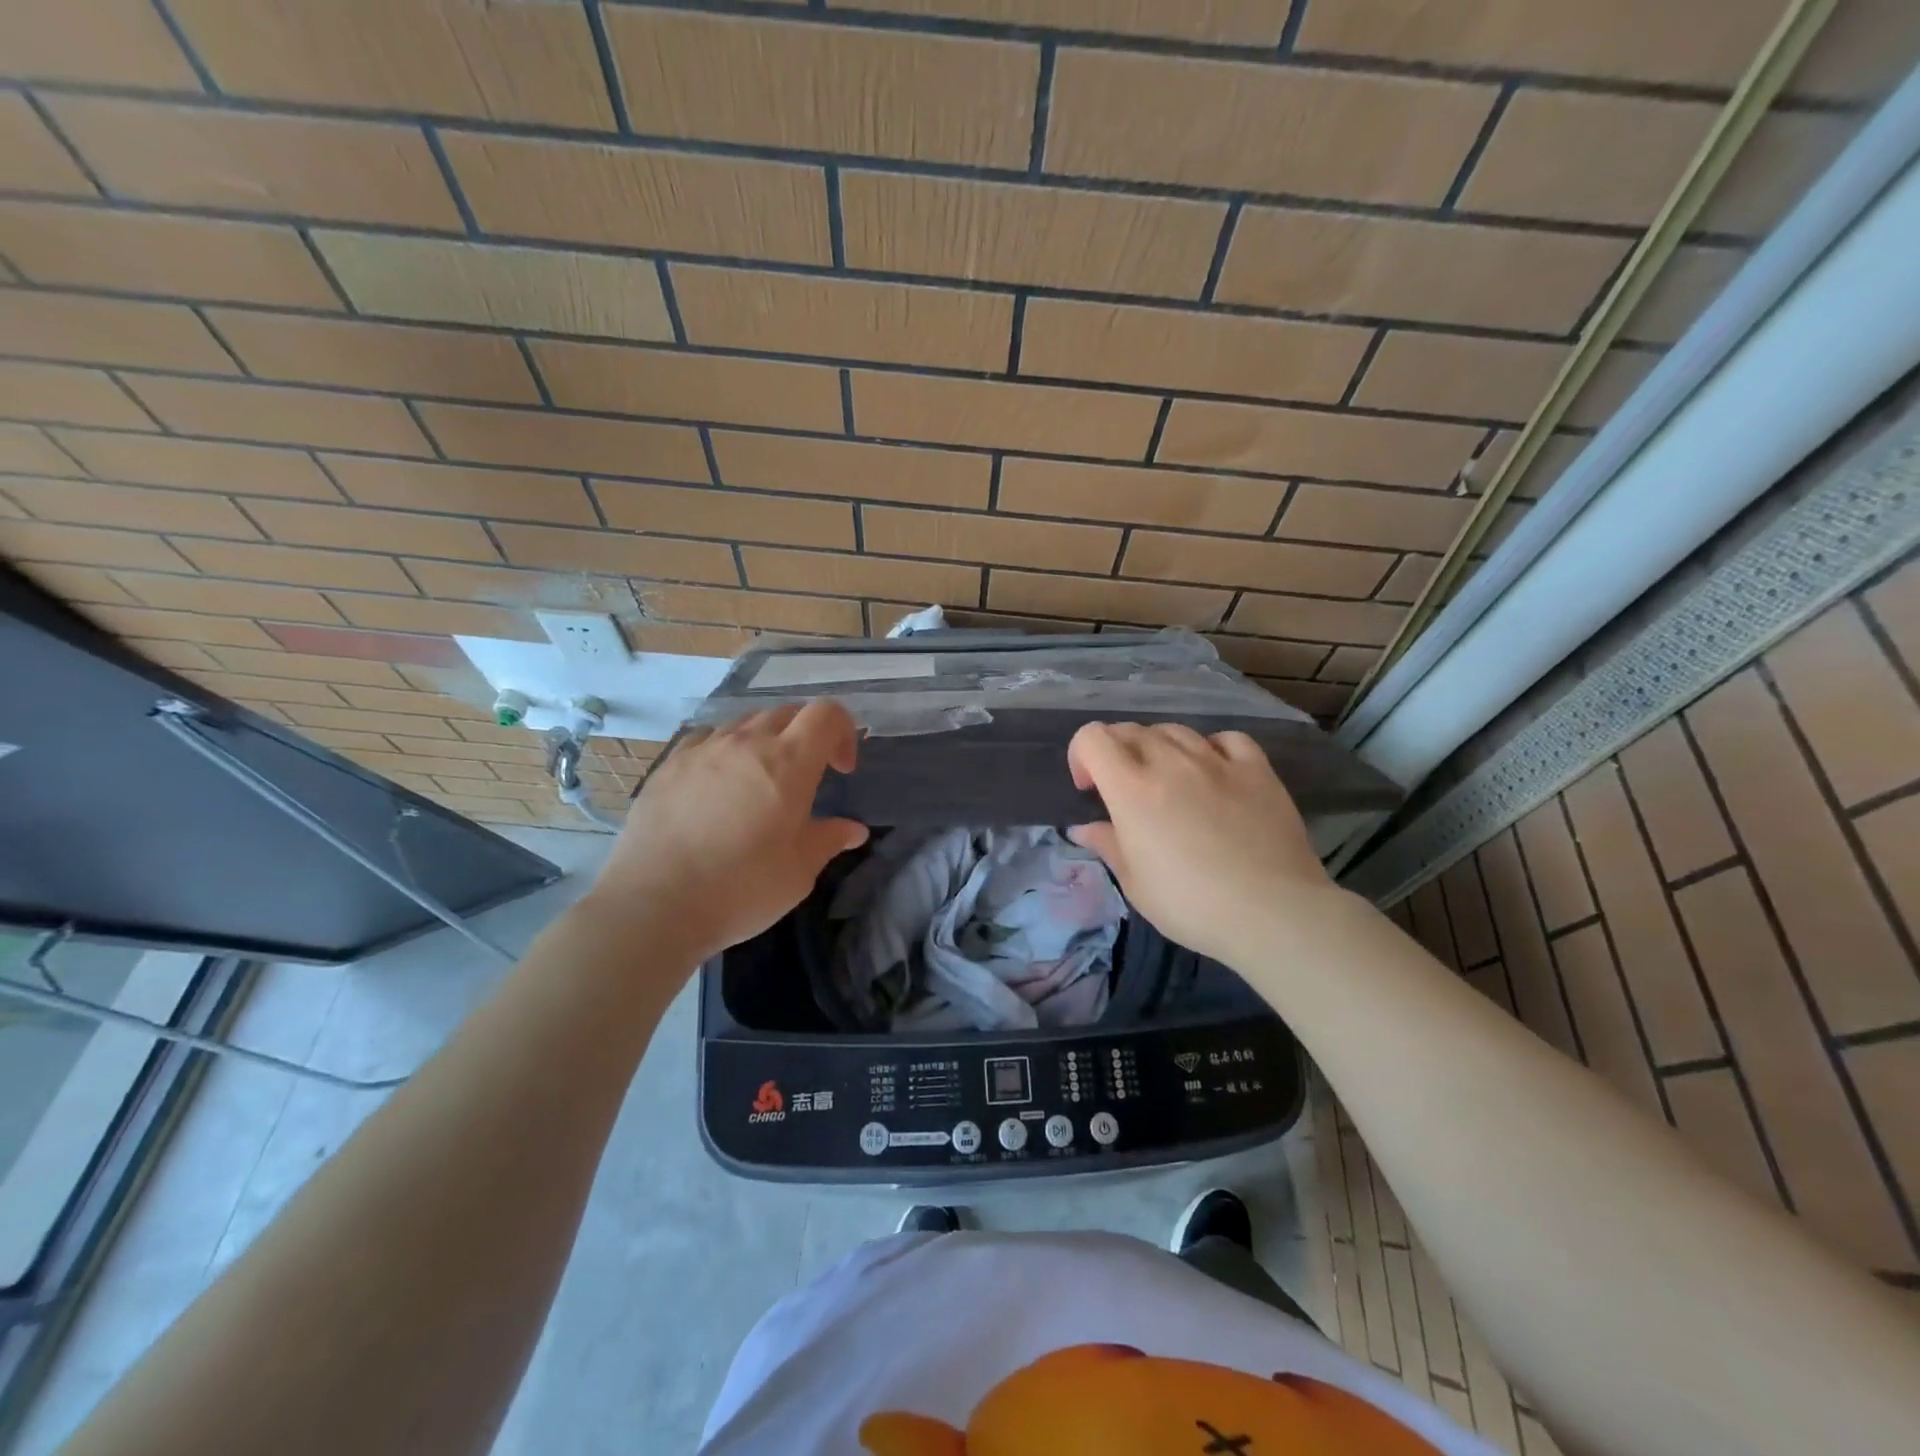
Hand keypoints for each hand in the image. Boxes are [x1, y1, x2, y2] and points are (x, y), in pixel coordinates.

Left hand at [583, 701, 868, 964]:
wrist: (655, 905)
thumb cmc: (741, 888)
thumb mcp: (799, 872)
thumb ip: (829, 840)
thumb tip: (853, 829)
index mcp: (789, 762)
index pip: (826, 713)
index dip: (843, 732)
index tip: (841, 770)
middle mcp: (746, 742)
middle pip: (787, 713)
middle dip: (807, 736)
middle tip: (807, 777)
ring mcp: (703, 749)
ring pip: (746, 724)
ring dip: (766, 741)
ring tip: (761, 782)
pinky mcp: (669, 764)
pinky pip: (708, 739)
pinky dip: (726, 751)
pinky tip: (718, 785)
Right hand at [1066, 721, 1342, 969]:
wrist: (1272, 912)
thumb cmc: (1191, 904)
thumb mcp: (1135, 884)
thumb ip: (1108, 845)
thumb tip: (1084, 828)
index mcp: (1132, 788)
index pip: (1093, 737)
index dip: (1081, 755)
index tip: (1089, 789)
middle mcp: (1171, 762)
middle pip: (1131, 730)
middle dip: (1116, 752)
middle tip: (1123, 789)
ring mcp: (1217, 761)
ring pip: (1175, 730)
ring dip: (1159, 748)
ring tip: (1167, 780)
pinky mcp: (1257, 769)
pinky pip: (1226, 739)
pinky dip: (1211, 748)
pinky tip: (1214, 771)